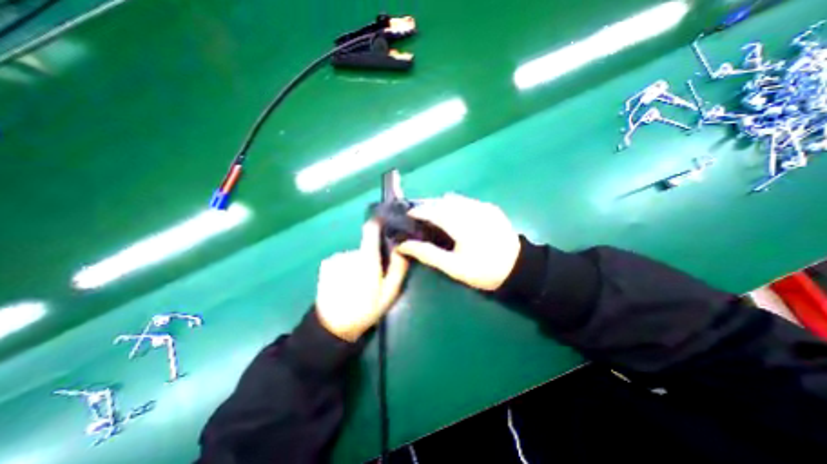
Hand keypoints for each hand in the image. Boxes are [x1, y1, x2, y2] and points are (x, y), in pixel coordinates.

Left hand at [315, 222, 408, 339]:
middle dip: (372, 256)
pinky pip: (344, 260)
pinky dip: (347, 267)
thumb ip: (398, 268)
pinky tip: (347, 283)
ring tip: (360, 283)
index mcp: (366, 259)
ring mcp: (336, 258)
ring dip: (359, 263)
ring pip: (355, 255)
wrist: (332, 326)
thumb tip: (402, 248)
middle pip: (366, 246)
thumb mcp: (389, 293)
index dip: (379, 223)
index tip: (387, 223)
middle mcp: (350, 253)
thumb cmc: (365, 310)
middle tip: (375, 275)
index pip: (371, 229)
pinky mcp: (326, 264)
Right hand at [397, 195, 517, 289]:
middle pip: (442, 201)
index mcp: (461, 224)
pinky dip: (454, 205)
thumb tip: (403, 245)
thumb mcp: (453, 267)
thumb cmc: (483, 270)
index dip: (418, 211)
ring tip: (434, 215)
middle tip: (419, 215)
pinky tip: (453, 216)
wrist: (519, 268)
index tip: (407, 215)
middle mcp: (471, 209)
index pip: (433, 210)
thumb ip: (428, 254)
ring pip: (454, 199)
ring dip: (440, 204)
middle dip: (428, 205)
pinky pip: (466, 201)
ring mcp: (483, 206)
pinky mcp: (490, 208)